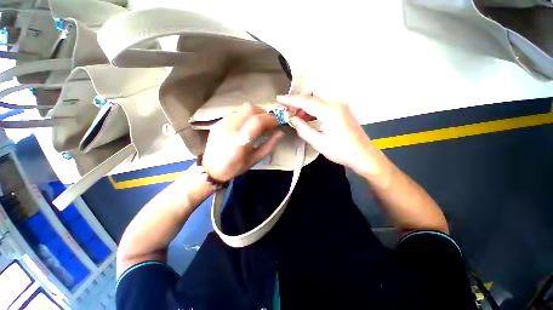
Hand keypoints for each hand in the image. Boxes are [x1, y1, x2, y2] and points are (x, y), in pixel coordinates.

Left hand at [201, 103, 282, 181]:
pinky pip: (236, 114)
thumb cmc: (235, 167)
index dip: (270, 119)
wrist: (211, 169)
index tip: (276, 124)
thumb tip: (280, 133)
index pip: (257, 120)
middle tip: (268, 123)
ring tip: (258, 125)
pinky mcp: (218, 122)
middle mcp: (229, 128)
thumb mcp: (255, 159)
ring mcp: (222, 123)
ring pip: (243, 109)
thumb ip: (269, 145)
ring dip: (255, 114)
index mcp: (239, 141)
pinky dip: (246, 117)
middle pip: (250, 109)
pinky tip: (246, 127)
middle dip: (263, 113)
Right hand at [276, 93, 381, 175]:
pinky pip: (325, 101)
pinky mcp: (343, 109)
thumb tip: (292, 119)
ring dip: (308, 102)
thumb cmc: (341, 151)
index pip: (306, 101)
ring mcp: (341, 105)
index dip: (291, 100)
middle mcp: (337, 103)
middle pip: (315, 89)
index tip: (279, 99)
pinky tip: (310, 118)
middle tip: (292, 110)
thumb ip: (303, 129)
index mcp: (330, 112)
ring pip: (320, 94)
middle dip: (301, 97)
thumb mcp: (318, 143)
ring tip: (300, 117)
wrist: (363, 155)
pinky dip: (315, 106)